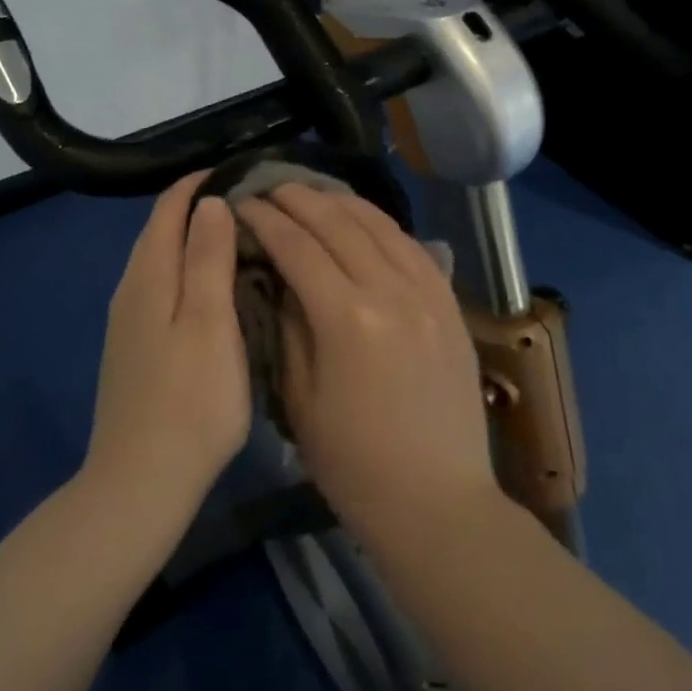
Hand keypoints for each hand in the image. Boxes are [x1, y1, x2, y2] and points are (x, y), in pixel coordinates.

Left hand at [85, 173, 250, 523]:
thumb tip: (209, 201)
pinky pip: (160, 289)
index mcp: (149, 277)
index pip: (168, 209)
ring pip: (159, 261)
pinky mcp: (134, 348)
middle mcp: (131, 290)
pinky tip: (211, 289)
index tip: (240, 172)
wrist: (142, 480)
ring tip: (237, 237)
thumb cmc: (190, 400)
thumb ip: (207, 258)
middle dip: (196, 207)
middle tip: (248, 202)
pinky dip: (186, 272)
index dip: (199, 184)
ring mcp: (128, 322)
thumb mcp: (210, 323)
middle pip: (159, 231)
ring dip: (192, 240)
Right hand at [236, 185, 496, 541]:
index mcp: (347, 319)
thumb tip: (278, 278)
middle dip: (298, 199)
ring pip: (380, 226)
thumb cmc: (353, 464)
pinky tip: (362, 219)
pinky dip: (382, 225)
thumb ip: (288, 327)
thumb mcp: (300, 399)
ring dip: (340, 202)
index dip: (265, 221)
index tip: (241, 205)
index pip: (297, 247)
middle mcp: (391, 292)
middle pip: (339, 224)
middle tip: (269, 188)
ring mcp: (428, 295)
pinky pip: (413, 247)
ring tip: (310, 193)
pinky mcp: (450, 306)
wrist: (437, 502)